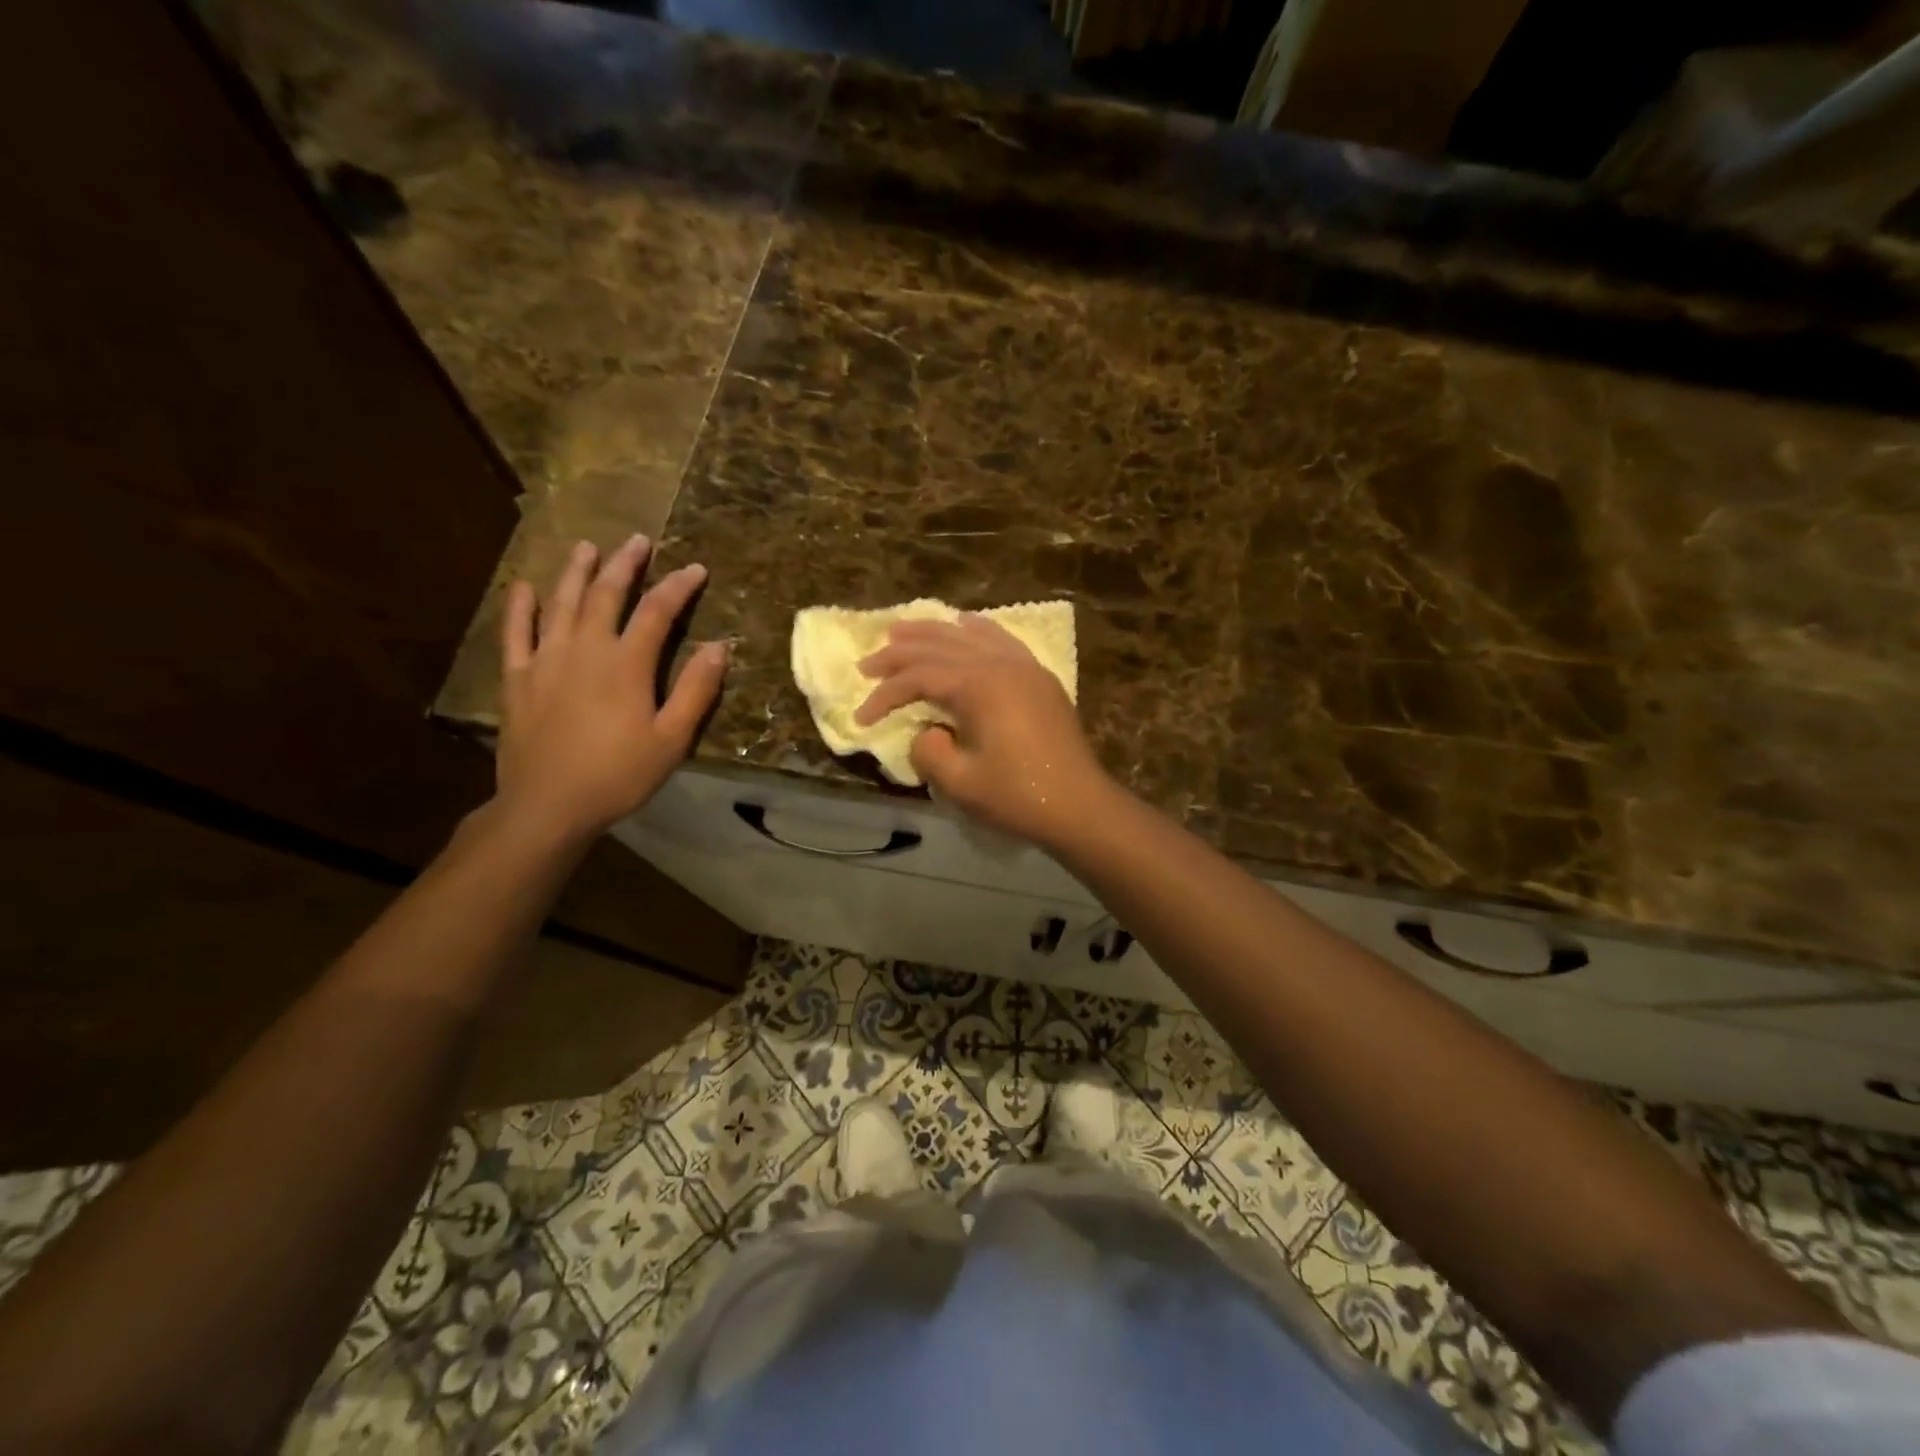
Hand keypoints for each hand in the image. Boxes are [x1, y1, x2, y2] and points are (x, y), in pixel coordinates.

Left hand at [494, 536, 726, 845]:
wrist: (548, 805)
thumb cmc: (618, 775)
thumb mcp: (671, 739)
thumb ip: (695, 690)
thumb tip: (719, 647)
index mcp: (626, 664)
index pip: (658, 611)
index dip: (678, 587)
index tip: (696, 568)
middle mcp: (585, 649)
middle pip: (607, 594)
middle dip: (625, 564)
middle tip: (637, 541)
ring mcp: (545, 659)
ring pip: (562, 602)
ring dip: (577, 572)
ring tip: (588, 548)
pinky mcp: (517, 678)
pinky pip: (515, 632)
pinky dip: (520, 606)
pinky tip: (524, 587)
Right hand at [855, 615, 1108, 847]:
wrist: (1079, 805)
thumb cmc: (1018, 796)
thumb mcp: (959, 782)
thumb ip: (928, 751)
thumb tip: (926, 733)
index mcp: (979, 685)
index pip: (919, 677)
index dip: (885, 694)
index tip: (862, 718)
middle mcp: (1001, 664)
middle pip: (940, 646)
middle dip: (899, 654)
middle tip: (867, 663)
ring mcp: (1024, 667)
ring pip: (970, 635)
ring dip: (933, 632)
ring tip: (902, 631)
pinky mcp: (1039, 679)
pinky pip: (1002, 640)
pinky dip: (978, 630)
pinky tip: (966, 623)